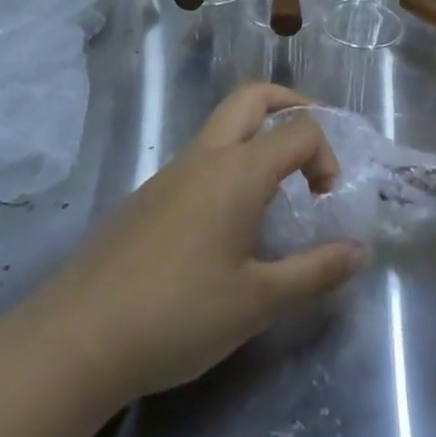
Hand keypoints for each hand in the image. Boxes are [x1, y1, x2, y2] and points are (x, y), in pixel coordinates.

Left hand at [35, 84, 364, 401]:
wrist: (76, 339)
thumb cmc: (178, 315)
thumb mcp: (257, 302)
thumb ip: (314, 273)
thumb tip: (358, 252)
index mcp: (238, 172)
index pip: (300, 132)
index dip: (326, 157)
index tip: (326, 202)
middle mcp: (205, 157)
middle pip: (253, 97)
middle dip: (292, 105)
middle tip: (313, 142)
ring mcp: (171, 173)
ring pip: (223, 125)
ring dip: (258, 135)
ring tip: (278, 187)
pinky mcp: (148, 196)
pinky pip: (200, 157)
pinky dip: (230, 163)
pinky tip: (228, 221)